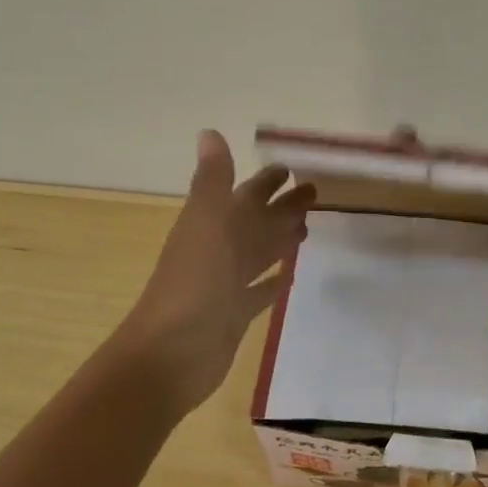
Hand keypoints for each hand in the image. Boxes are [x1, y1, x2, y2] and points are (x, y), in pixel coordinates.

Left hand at [115, 130, 314, 414]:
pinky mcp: (236, 312)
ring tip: (308, 230)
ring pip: (260, 254)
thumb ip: (213, 182)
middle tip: (315, 194)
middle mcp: (220, 249)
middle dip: (282, 207)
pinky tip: (290, 275)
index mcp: (213, 224)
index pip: (246, 195)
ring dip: (280, 240)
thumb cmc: (193, 283)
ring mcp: (227, 283)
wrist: (172, 354)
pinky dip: (274, 280)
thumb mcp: (206, 223)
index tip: (292, 169)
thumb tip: (209, 132)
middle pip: (257, 222)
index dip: (266, 182)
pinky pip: (260, 290)